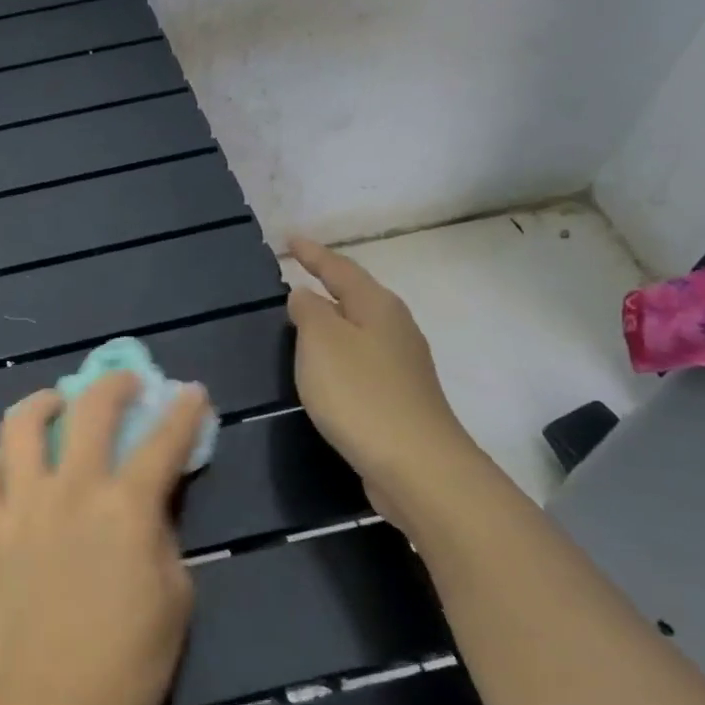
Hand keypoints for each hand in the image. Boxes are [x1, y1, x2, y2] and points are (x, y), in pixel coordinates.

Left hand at [0, 372, 208, 704]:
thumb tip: (149, 502)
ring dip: (42, 403)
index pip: (163, 441)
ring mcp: (21, 507)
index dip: (183, 410)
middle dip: (114, 383)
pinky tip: (8, 467)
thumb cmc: (127, 663)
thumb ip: (163, 536)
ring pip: (19, 426)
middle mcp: (71, 491)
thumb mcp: (174, 598)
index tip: (191, 391)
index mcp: (126, 508)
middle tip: (125, 383)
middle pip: (90, 409)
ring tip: (55, 406)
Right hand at [286, 238, 478, 505]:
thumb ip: (308, 312)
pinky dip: (339, 354)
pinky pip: (361, 360)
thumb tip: (305, 295)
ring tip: (304, 319)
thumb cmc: (360, 394)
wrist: (414, 464)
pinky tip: (325, 369)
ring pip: (360, 329)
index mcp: (377, 307)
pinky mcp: (398, 397)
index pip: (339, 269)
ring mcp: (402, 364)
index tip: (290, 239)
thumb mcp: (321, 342)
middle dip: (327, 284)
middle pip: (356, 296)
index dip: (313, 254)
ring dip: (333, 321)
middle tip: (297, 275)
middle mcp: (395, 328)